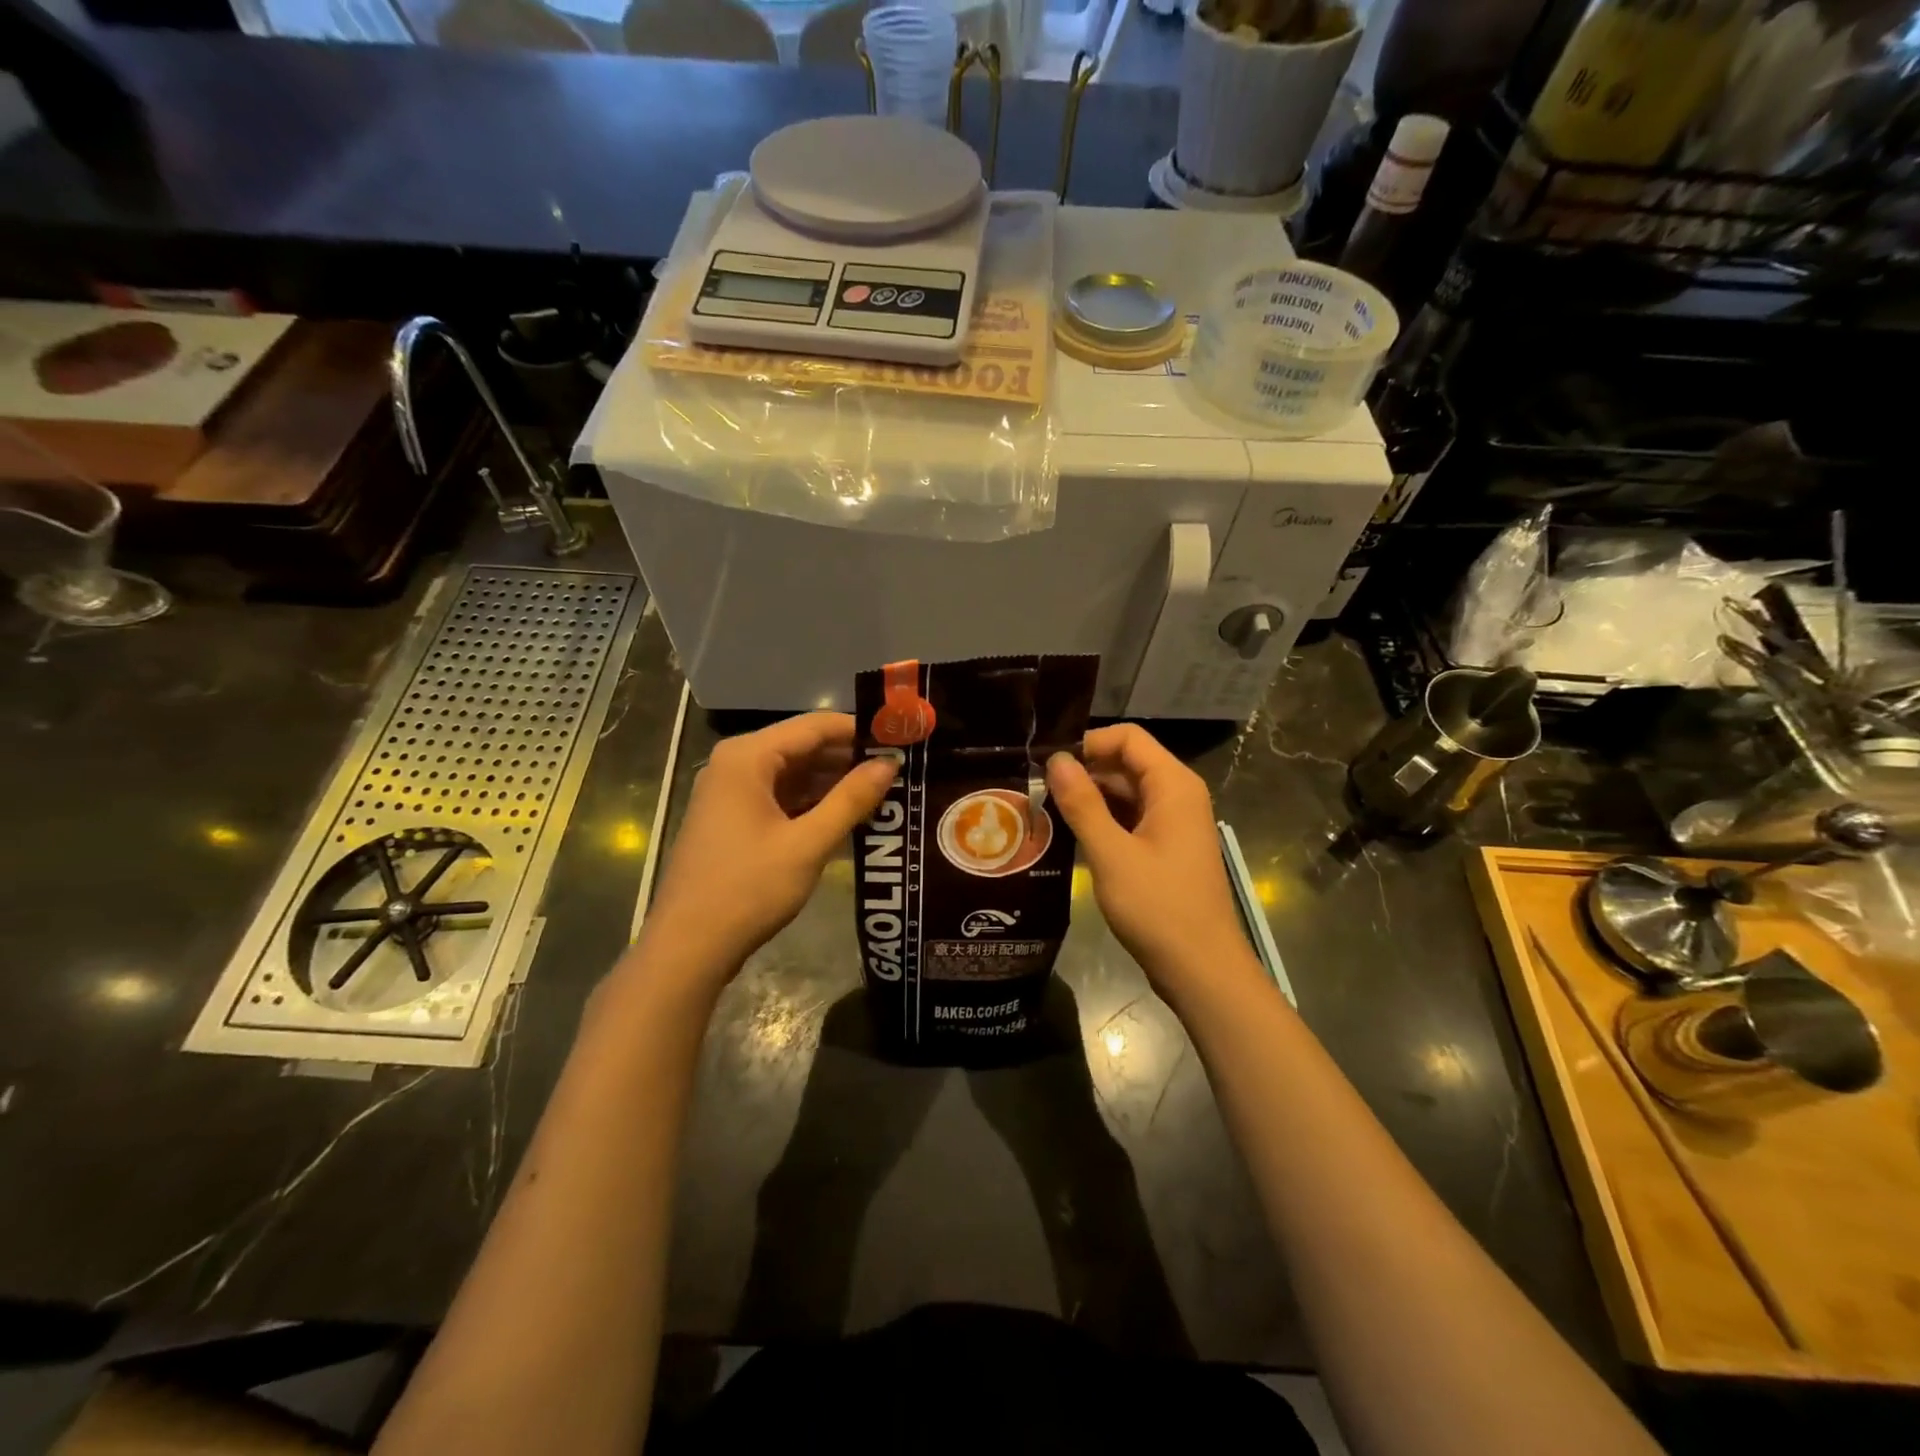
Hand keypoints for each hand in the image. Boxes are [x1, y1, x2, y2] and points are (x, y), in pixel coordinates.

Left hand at [642, 713, 895, 982]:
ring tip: (884, 792)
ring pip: (794, 775)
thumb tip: (889, 764)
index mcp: (748, 757)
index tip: (900, 739)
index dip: (860, 730)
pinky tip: (849, 817)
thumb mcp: (808, 844)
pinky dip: (813, 804)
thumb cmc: (748, 888)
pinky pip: (781, 798)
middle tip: (899, 769)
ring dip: (834, 784)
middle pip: (803, 747)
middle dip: (850, 758)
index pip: (815, 726)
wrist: (688, 946)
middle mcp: (736, 764)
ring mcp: (731, 792)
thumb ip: (851, 799)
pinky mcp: (733, 819)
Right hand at [1047, 725, 1264, 1011]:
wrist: (1201, 969)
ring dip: (1089, 800)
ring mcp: (1173, 824)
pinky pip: (1130, 820)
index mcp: (1173, 786)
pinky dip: (1102, 823)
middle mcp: (1177, 796)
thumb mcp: (1112, 854)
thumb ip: (1082, 804)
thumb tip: (1056, 760)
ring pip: (1126, 794)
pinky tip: (1069, 837)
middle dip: (1083, 773)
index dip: (1088, 743)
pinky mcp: (1165, 849)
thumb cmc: (1159, 908)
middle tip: (1036, 790)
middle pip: (1126, 764)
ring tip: (1044, 812)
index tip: (1048, 764)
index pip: (1128, 738)